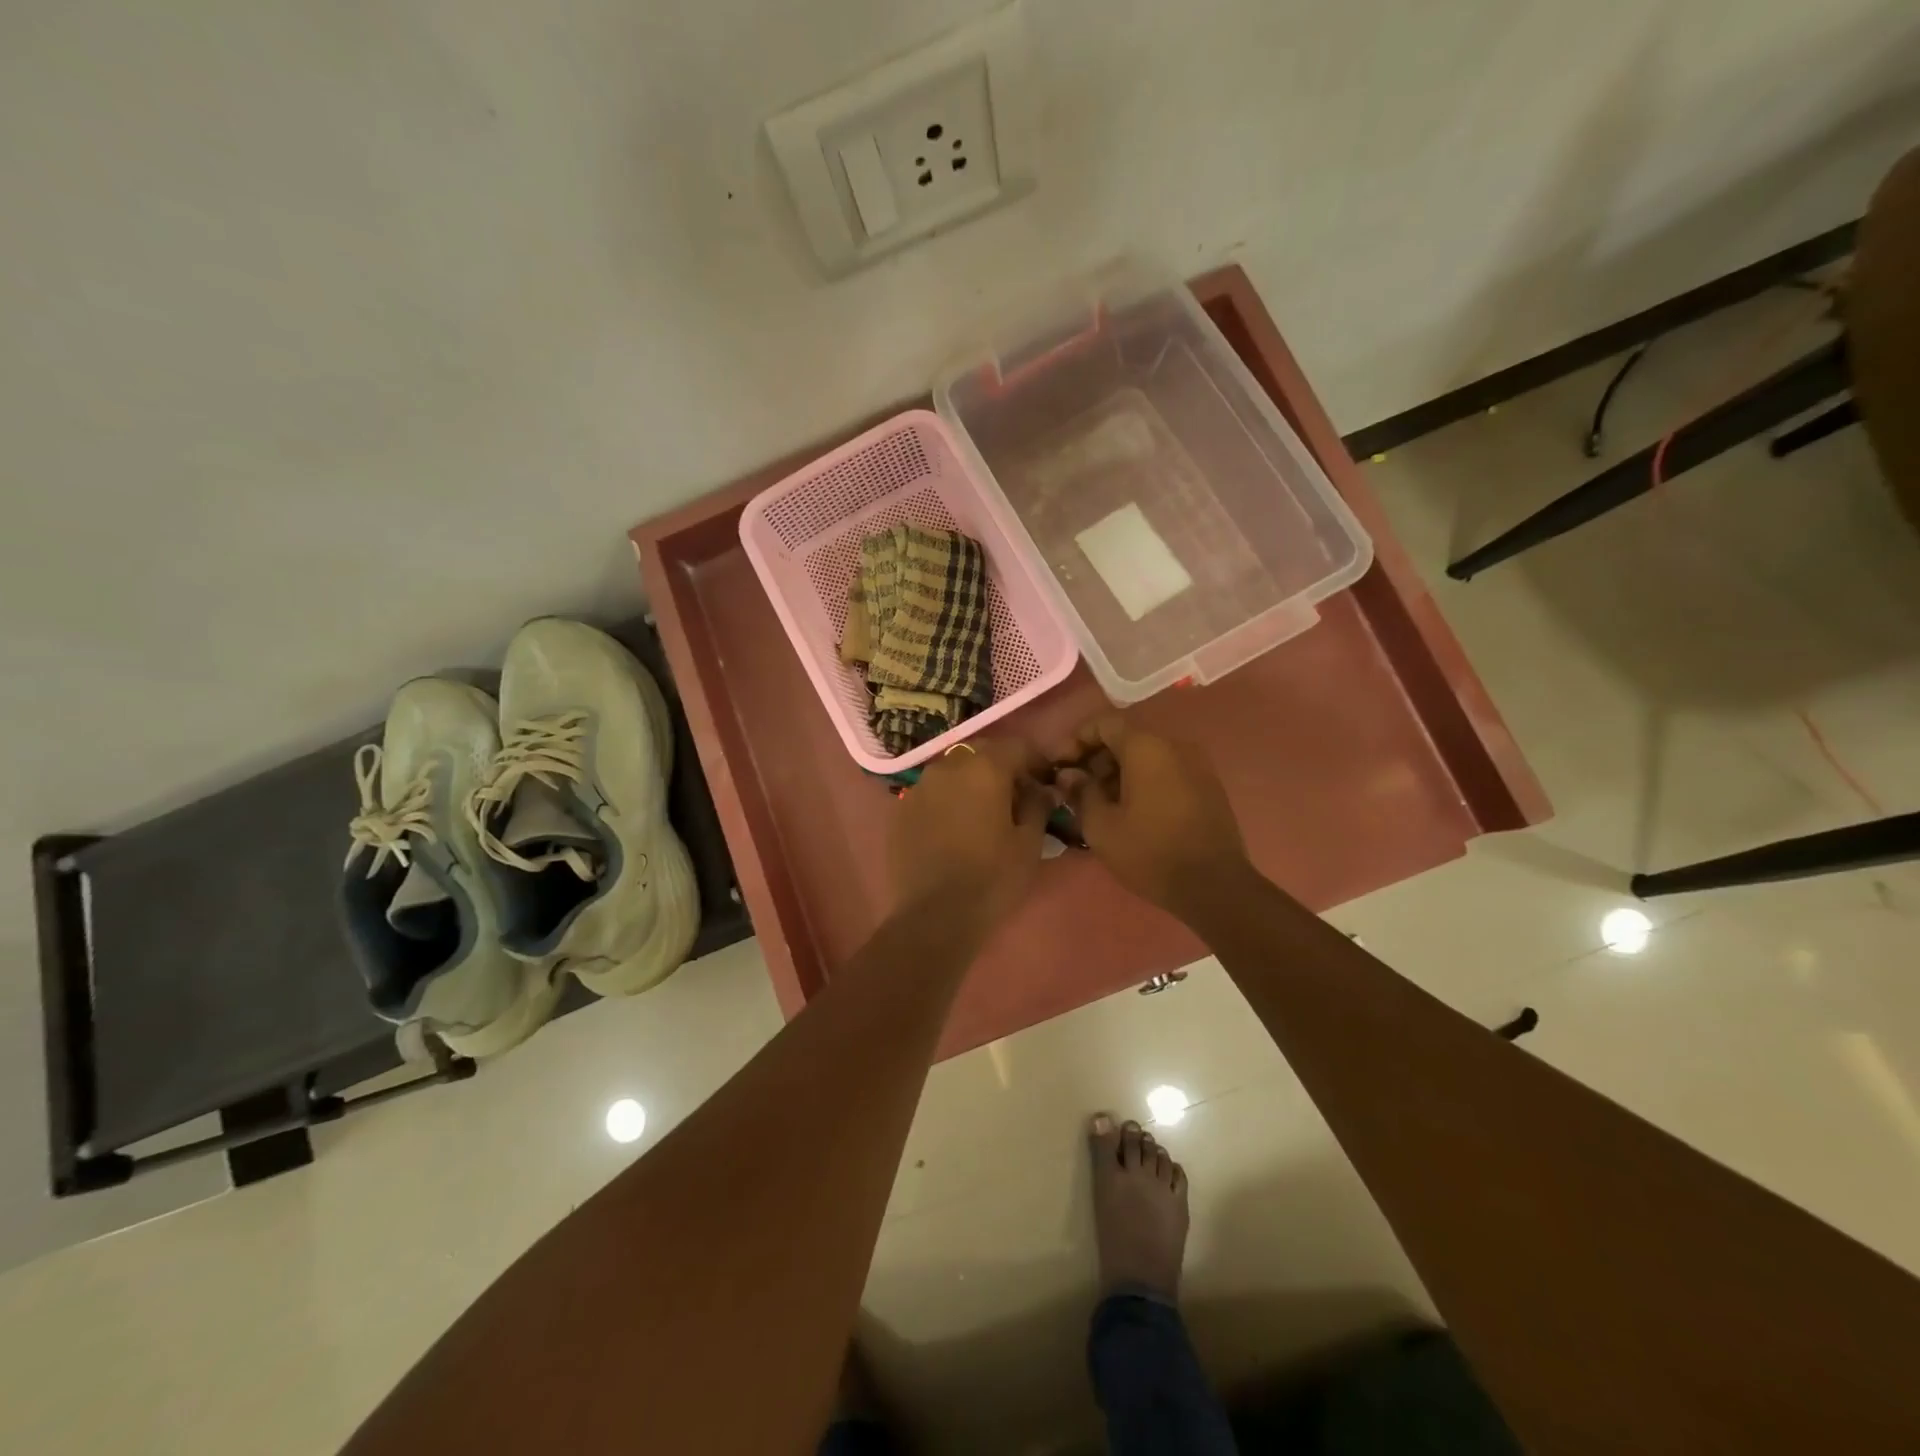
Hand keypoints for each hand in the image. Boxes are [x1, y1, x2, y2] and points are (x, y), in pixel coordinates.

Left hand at [889, 738, 1049, 928]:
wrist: (934, 916)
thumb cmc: (992, 878)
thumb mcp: (1029, 843)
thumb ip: (1038, 805)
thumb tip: (1044, 789)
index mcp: (984, 768)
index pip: (1017, 747)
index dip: (1036, 761)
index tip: (1045, 783)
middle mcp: (948, 767)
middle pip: (981, 753)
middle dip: (1002, 767)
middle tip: (1016, 796)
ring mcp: (919, 787)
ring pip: (953, 771)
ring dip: (972, 782)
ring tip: (984, 813)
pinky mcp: (900, 810)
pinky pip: (932, 793)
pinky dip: (948, 800)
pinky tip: (955, 828)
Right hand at [1052, 715, 1249, 920]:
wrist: (1214, 887)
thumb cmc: (1150, 852)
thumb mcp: (1101, 826)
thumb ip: (1080, 792)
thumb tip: (1069, 775)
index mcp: (1146, 747)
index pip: (1103, 723)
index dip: (1075, 740)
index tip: (1060, 767)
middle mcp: (1173, 746)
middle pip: (1125, 738)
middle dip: (1096, 759)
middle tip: (1076, 789)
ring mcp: (1195, 765)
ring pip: (1146, 756)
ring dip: (1118, 772)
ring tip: (1099, 804)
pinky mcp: (1207, 786)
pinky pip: (1165, 771)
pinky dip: (1142, 782)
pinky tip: (1129, 812)